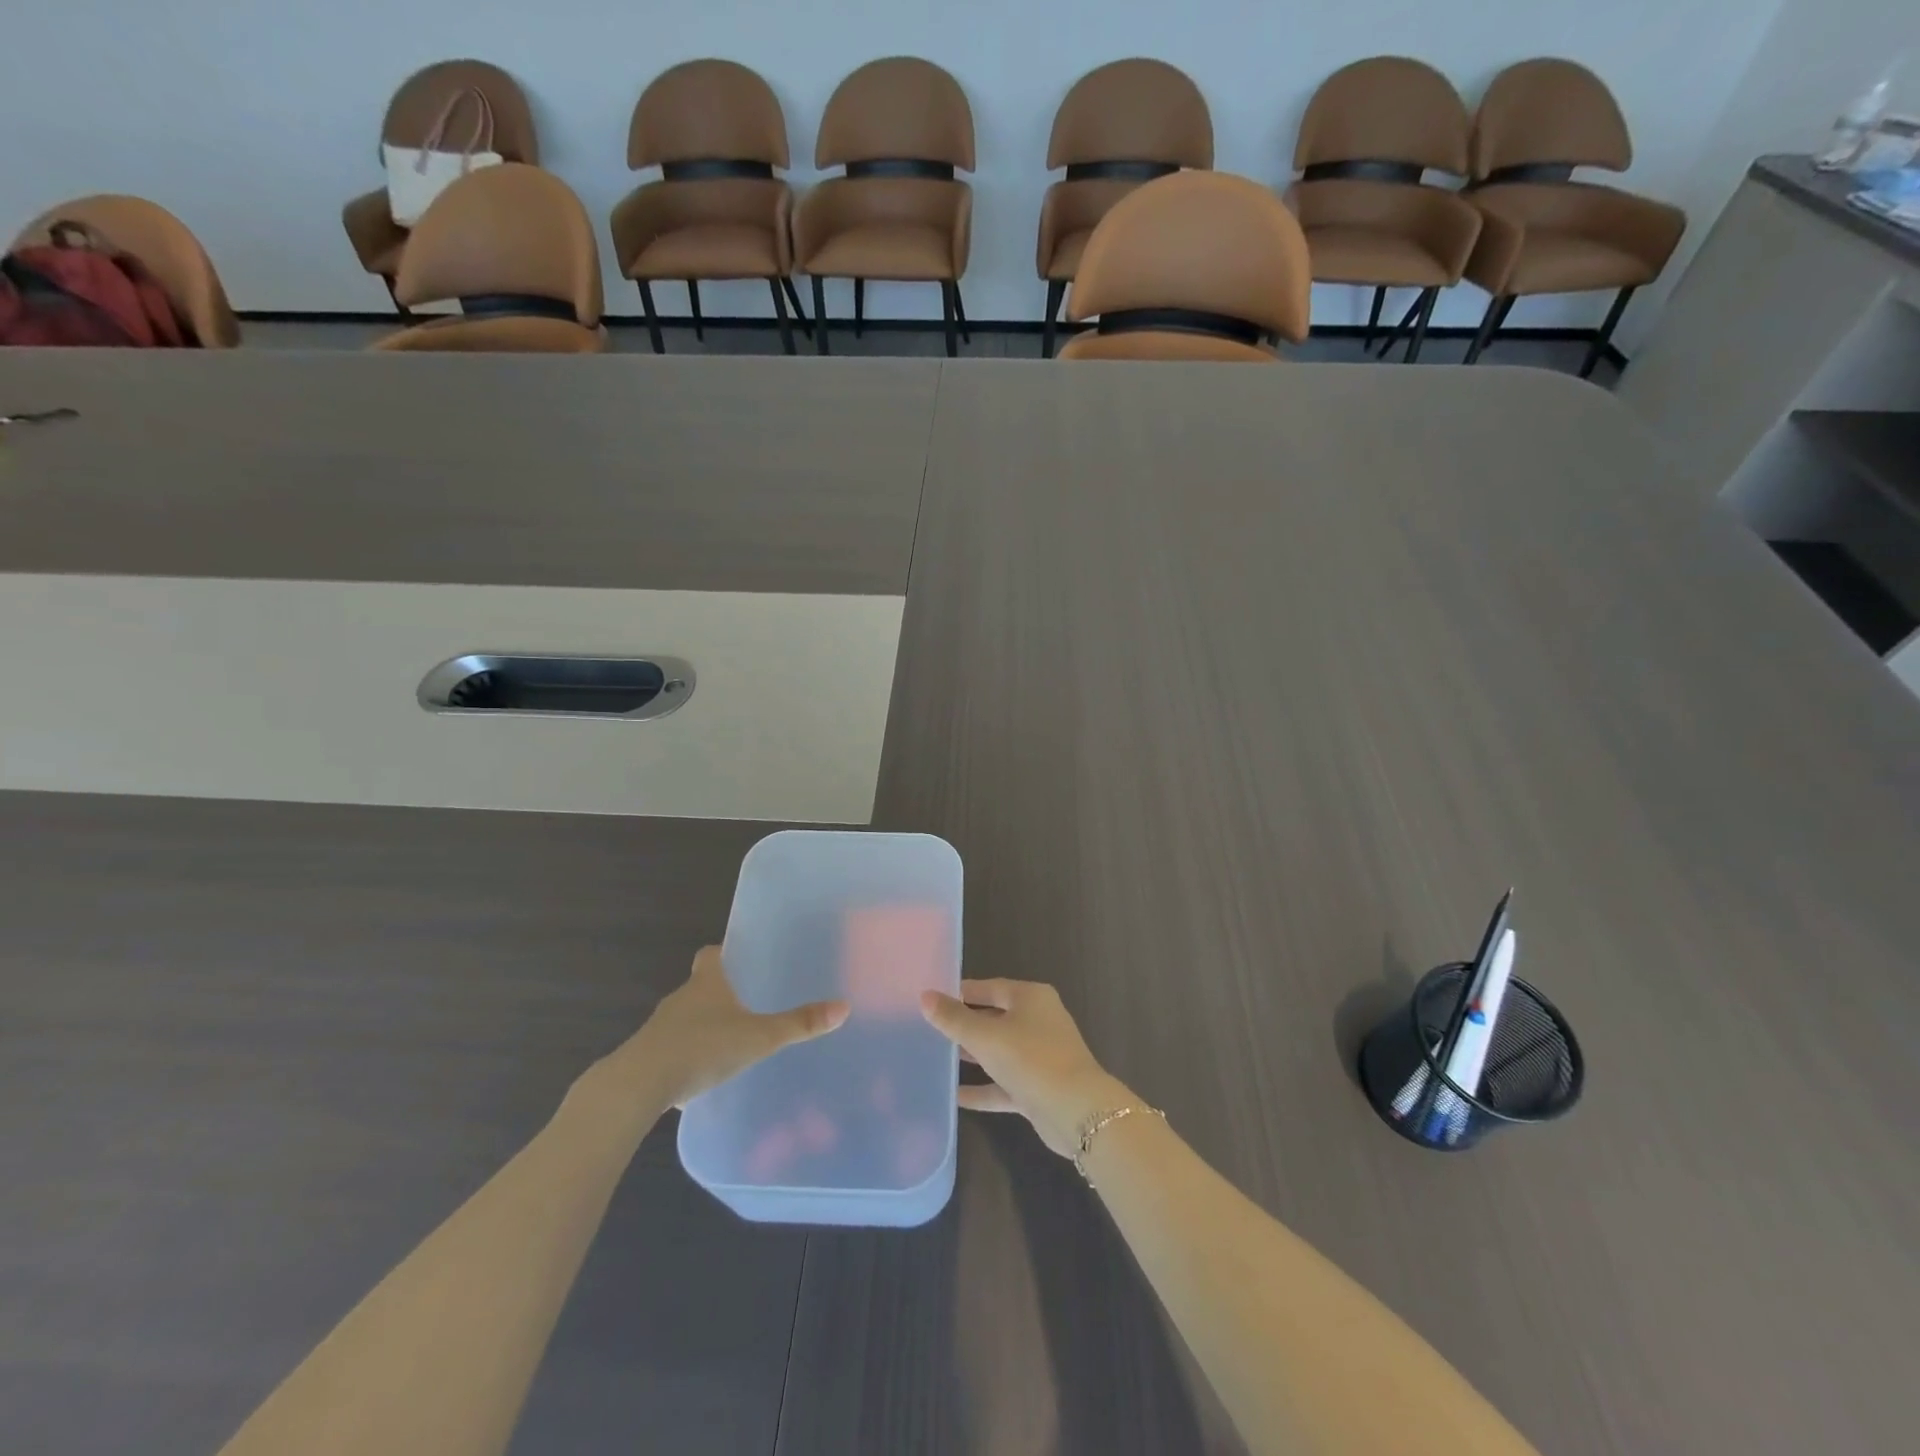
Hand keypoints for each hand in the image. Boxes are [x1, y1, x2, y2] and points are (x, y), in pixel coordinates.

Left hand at [588, 947, 848, 1111]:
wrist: (637, 1086)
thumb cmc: (700, 1048)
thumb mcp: (758, 1037)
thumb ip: (798, 1024)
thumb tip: (843, 1007)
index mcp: (707, 983)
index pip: (711, 954)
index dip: (724, 953)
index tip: (740, 959)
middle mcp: (681, 998)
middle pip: (701, 985)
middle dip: (721, 992)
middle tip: (749, 1003)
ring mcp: (660, 1028)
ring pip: (687, 1018)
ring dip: (704, 1025)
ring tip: (731, 1041)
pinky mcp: (647, 1057)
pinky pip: (673, 1048)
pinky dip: (688, 1055)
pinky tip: (704, 1075)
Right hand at [920, 979, 1128, 1157]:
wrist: (1077, 1112)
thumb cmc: (1031, 1059)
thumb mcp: (986, 1036)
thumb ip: (954, 1018)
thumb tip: (925, 996)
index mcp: (1030, 998)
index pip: (989, 987)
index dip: (961, 992)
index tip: (932, 998)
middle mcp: (1038, 1021)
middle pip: (994, 1017)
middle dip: (964, 1024)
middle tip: (929, 1028)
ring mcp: (1040, 1055)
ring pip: (999, 1051)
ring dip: (973, 1055)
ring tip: (937, 1057)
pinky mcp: (1038, 1087)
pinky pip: (1003, 1083)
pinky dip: (982, 1088)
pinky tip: (954, 1096)